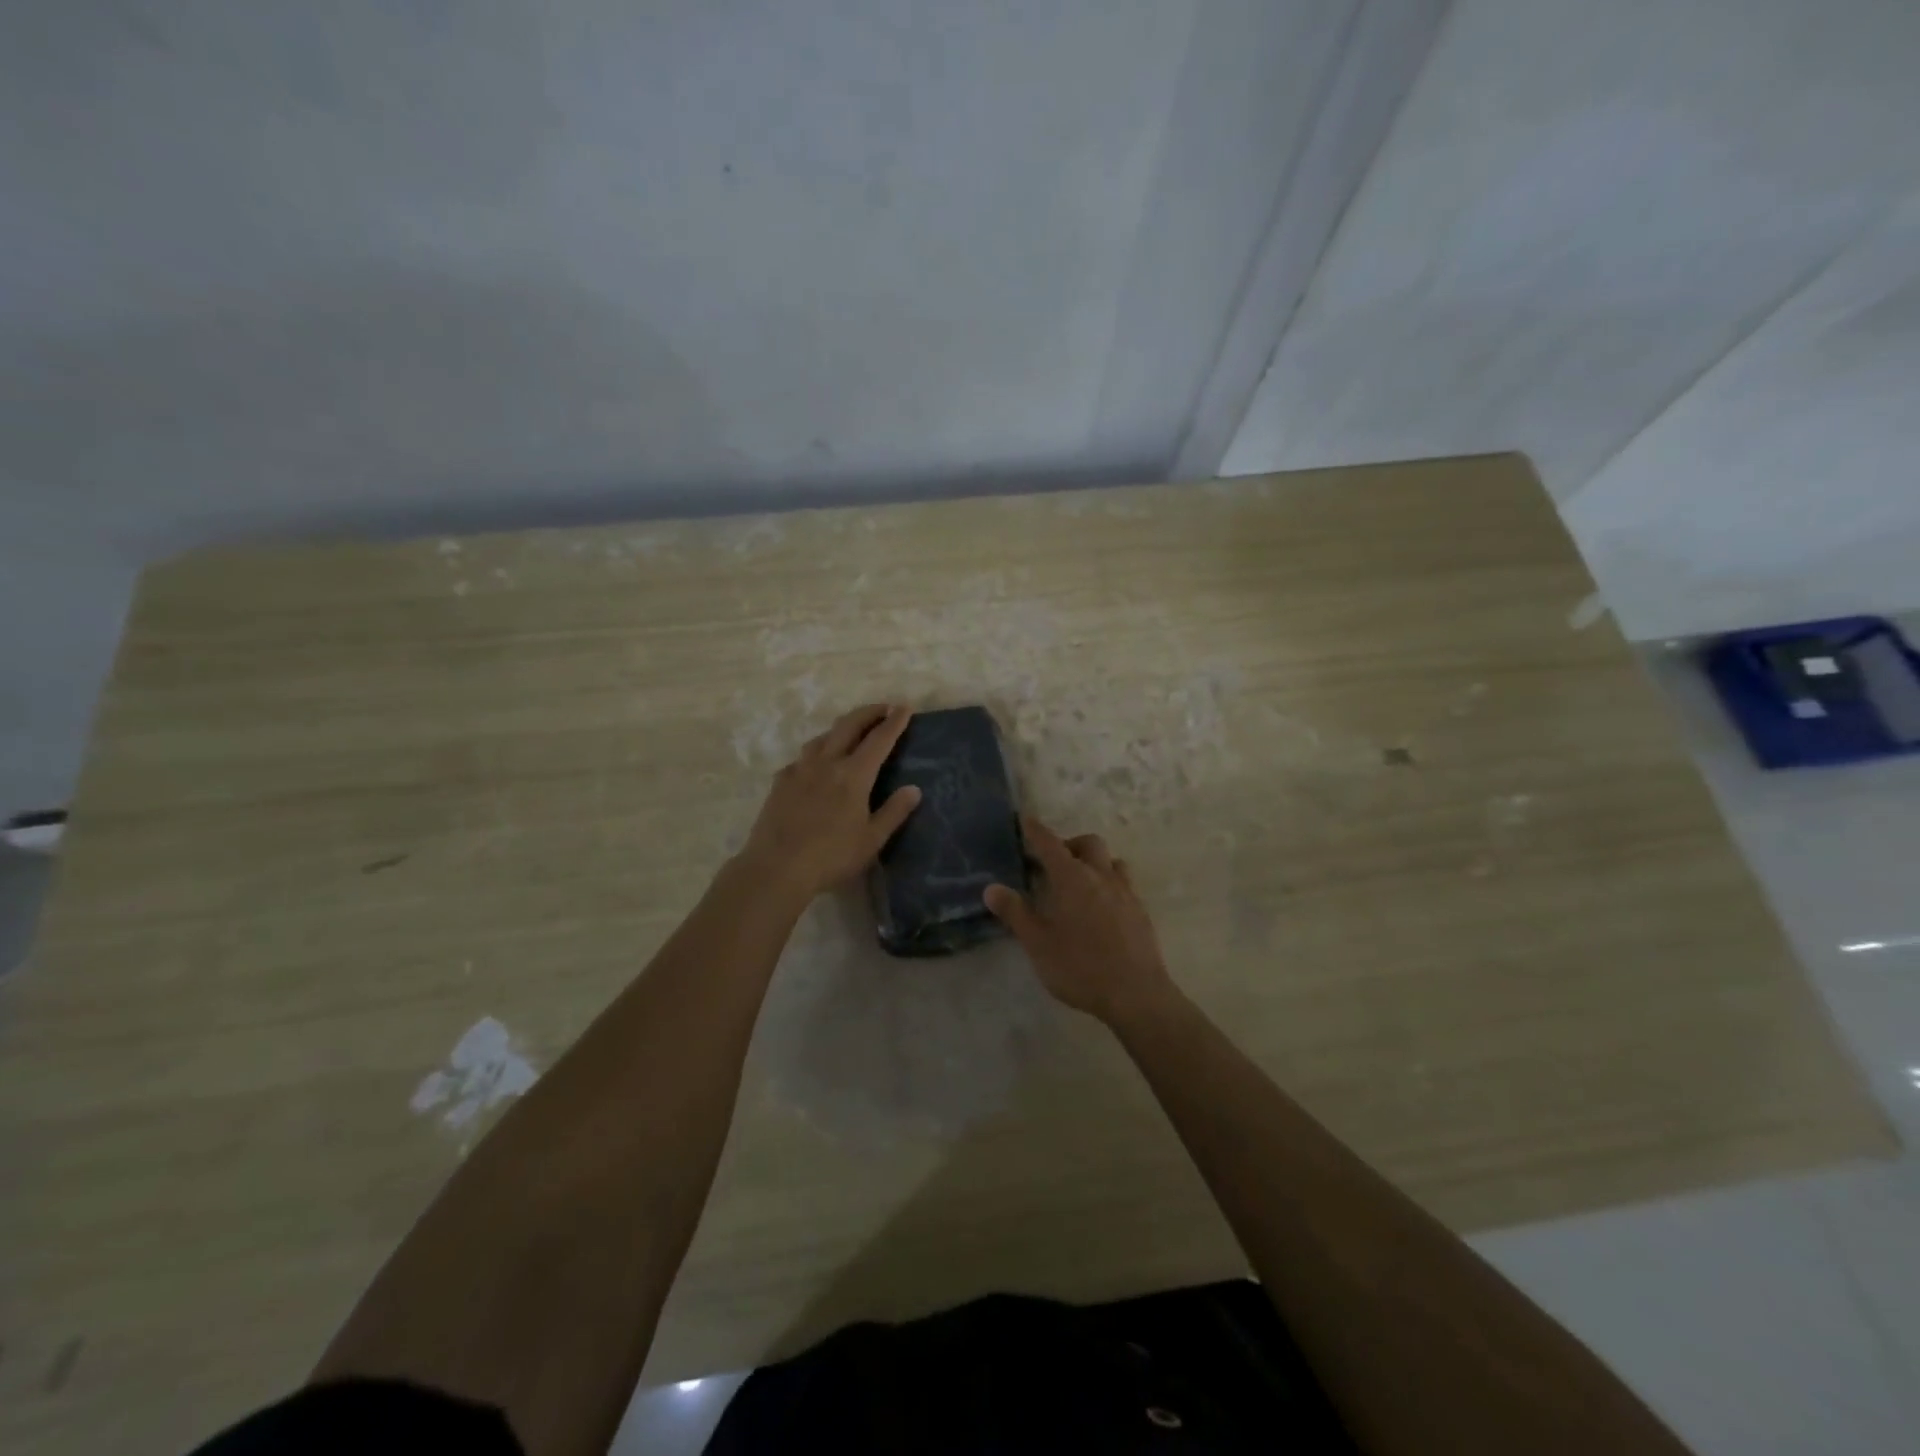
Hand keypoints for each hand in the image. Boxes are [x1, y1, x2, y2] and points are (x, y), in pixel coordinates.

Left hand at [736, 704, 921, 902]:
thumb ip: (894, 812)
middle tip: (883, 708)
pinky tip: (816, 765)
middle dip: (868, 712)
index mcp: (853, 775)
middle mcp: (826, 763)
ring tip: (851, 732)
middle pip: (849, 725)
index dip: (894, 722)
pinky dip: (816, 753)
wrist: (776, 868)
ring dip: (841, 728)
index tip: (905, 707)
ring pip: (822, 737)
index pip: (879, 739)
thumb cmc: (831, 857)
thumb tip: (914, 789)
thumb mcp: (871, 840)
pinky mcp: (780, 782)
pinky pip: (802, 758)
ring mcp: (800, 770)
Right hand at [984, 816, 1177, 1026]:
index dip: (1036, 831)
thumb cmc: (1080, 967)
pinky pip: (1124, 883)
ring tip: (1080, 882)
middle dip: (1069, 844)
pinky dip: (1109, 883)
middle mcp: (1101, 876)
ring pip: (1111, 861)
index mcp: (1072, 878)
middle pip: (1088, 844)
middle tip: (1053, 863)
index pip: (1050, 843)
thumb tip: (991, 888)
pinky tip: (1102, 907)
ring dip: (1094, 862)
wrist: (1136, 993)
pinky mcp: (1141, 911)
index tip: (1026, 820)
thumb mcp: (1038, 943)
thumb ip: (1015, 913)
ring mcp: (1126, 892)